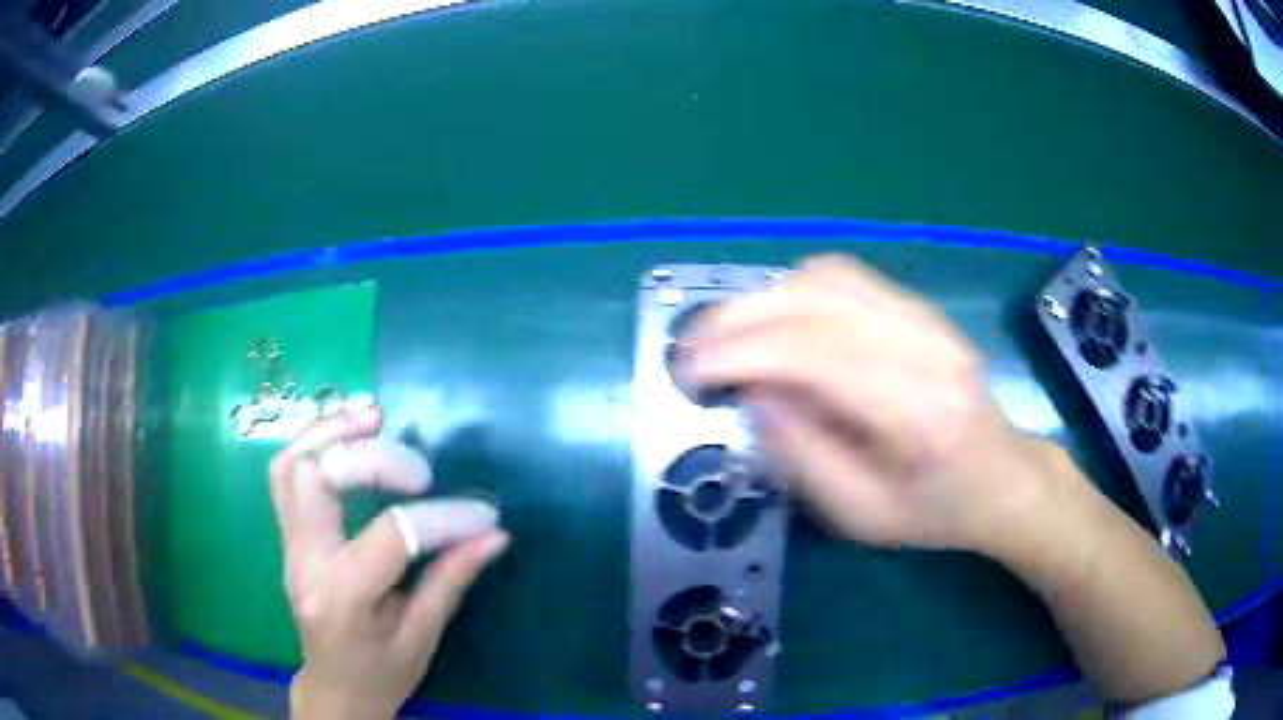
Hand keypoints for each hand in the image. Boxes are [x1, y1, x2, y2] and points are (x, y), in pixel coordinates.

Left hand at [269, 408, 508, 719]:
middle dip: (372, 459)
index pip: (390, 536)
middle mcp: (304, 563)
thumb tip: (493, 534)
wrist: (335, 689)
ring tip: (374, 416)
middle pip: (318, 479)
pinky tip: (347, 436)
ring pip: (291, 465)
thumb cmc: (381, 674)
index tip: (484, 515)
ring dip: (331, 432)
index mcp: (341, 598)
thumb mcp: (422, 637)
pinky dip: (314, 444)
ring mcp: (289, 546)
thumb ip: (450, 581)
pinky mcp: (288, 537)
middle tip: (420, 469)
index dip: (442, 519)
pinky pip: (286, 475)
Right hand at [678, 255, 1050, 551]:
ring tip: (726, 334)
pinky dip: (795, 290)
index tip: (688, 370)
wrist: (1002, 479)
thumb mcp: (860, 516)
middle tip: (692, 347)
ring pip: (827, 276)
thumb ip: (801, 454)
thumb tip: (750, 390)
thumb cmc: (934, 513)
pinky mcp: (922, 308)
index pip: (814, 352)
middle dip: (738, 317)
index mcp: (917, 412)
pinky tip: (775, 320)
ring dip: (763, 298)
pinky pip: (847, 277)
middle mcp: (926, 347)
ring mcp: (928, 318)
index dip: (740, 351)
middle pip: (816, 299)